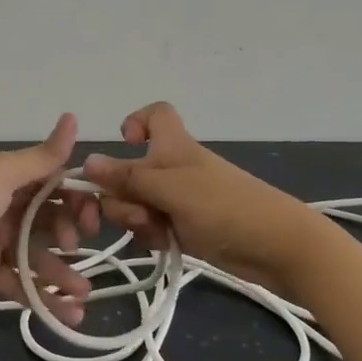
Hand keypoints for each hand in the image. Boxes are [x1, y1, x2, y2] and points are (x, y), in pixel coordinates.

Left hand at [0, 114, 97, 324]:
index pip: (54, 186)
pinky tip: (65, 315)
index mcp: (10, 178)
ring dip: (62, 275)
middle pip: (49, 222)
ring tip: (82, 297)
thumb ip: (42, 156)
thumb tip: (74, 116)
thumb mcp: (3, 174)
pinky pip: (19, 283)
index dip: (76, 202)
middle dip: (70, 238)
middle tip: (77, 252)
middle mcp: (6, 206)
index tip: (91, 220)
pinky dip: (42, 298)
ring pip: (38, 257)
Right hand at [82, 102, 317, 293]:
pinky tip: (166, 246)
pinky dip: (154, 235)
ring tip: (159, 232)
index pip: (155, 114)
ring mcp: (179, 198)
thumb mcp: (170, 189)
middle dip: (123, 194)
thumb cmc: (224, 205)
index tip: (126, 145)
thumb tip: (85, 161)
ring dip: (138, 219)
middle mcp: (173, 168)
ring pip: (137, 202)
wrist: (276, 246)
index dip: (136, 122)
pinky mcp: (185, 226)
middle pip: (130, 171)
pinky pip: (153, 226)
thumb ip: (127, 178)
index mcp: (172, 145)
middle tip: (139, 213)